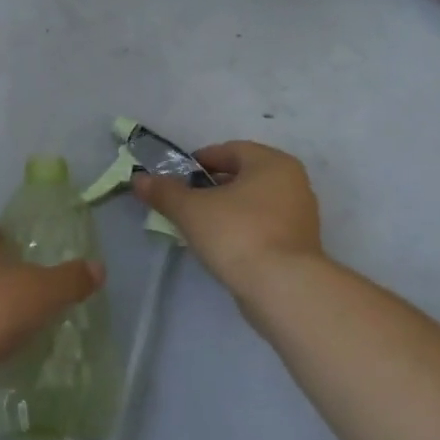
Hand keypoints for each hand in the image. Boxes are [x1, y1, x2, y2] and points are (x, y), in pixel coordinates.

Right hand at [133, 141, 324, 303]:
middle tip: (184, 203)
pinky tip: (222, 247)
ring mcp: (301, 216)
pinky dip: (242, 230)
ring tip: (199, 227)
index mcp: (273, 163)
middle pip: (242, 176)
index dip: (198, 162)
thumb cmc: (238, 234)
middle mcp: (293, 183)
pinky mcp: (299, 246)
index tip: (176, 179)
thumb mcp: (191, 210)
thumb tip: (139, 179)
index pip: (229, 150)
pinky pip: (263, 227)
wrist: (283, 289)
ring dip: (226, 210)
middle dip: (211, 187)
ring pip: (253, 203)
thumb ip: (165, 192)